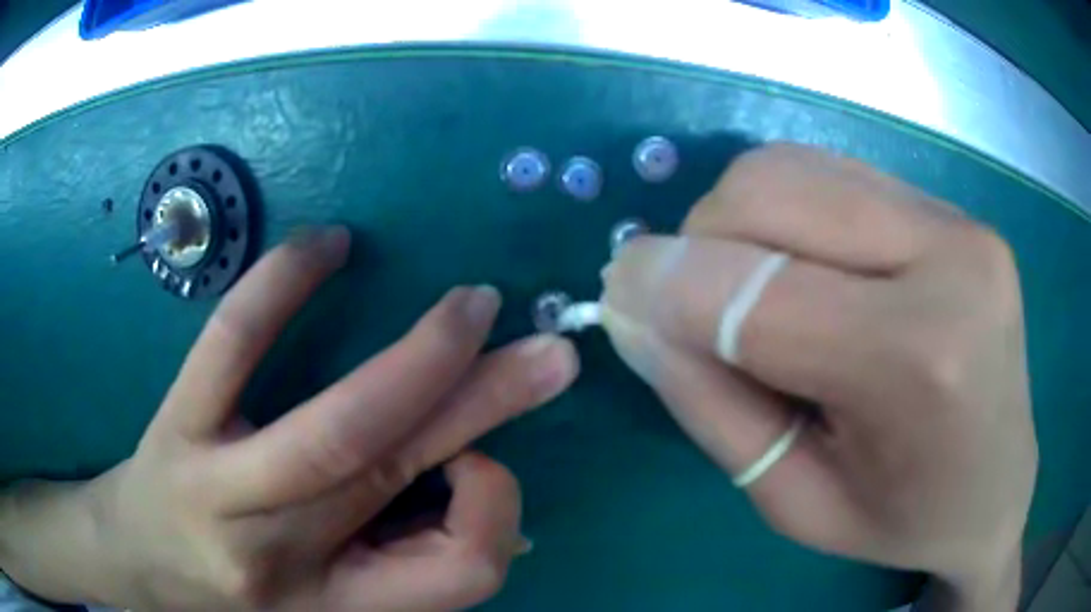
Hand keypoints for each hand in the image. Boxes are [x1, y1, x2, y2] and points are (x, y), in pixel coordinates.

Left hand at [0, 227, 578, 610]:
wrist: (142, 559)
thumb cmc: (240, 584)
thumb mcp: (329, 594)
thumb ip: (403, 552)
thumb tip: (490, 487)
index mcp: (341, 600)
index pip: (459, 575)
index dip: (495, 512)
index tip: (481, 463)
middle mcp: (287, 553)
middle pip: (401, 482)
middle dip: (488, 403)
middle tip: (548, 351)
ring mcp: (223, 488)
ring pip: (334, 429)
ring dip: (419, 361)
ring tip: (471, 307)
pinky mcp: (178, 424)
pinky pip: (230, 347)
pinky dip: (281, 286)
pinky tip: (328, 245)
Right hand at [600, 144, 1036, 609]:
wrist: (998, 486)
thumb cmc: (903, 518)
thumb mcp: (795, 502)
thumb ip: (711, 405)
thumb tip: (635, 311)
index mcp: (919, 362)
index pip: (760, 293)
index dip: (665, 285)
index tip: (618, 296)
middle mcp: (948, 260)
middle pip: (771, 193)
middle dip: (702, 244)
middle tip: (701, 310)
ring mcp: (958, 220)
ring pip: (794, 167)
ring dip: (742, 222)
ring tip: (765, 294)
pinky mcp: (954, 208)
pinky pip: (833, 174)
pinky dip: (789, 210)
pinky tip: (811, 269)